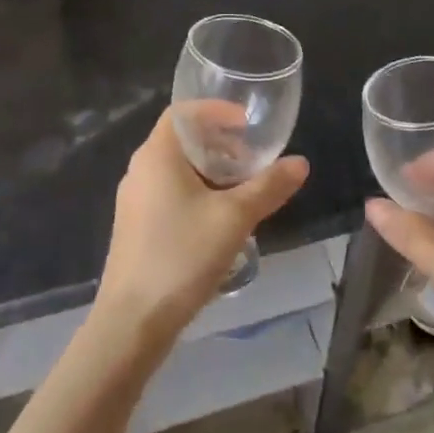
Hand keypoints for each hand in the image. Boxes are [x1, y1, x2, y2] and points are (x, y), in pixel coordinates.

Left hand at [95, 104, 308, 341]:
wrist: (133, 321)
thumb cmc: (182, 256)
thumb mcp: (234, 218)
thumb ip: (269, 187)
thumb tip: (300, 163)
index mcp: (157, 155)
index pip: (183, 112)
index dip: (216, 111)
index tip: (247, 124)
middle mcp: (140, 169)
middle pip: (181, 140)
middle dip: (219, 144)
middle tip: (252, 161)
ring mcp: (134, 200)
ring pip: (176, 170)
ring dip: (210, 172)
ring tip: (243, 192)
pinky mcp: (135, 227)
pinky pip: (169, 193)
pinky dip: (196, 193)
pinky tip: (219, 222)